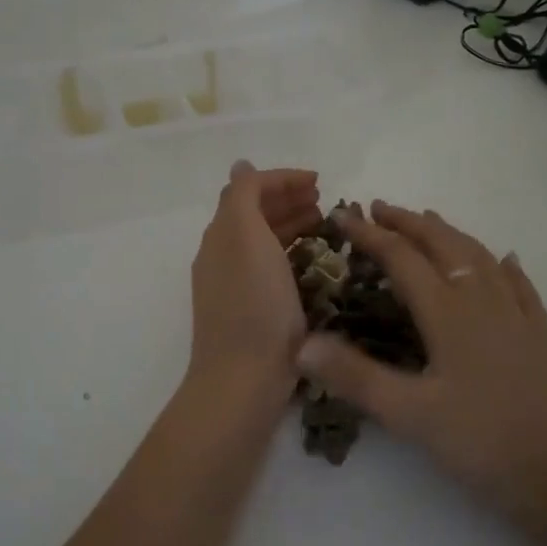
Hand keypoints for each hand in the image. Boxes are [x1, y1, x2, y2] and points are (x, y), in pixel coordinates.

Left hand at [187, 162, 323, 397]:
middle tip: (325, 201)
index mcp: (222, 234)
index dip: (282, 178)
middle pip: (255, 214)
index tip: (320, 180)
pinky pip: (272, 269)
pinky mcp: (252, 312)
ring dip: (292, 224)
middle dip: (288, 200)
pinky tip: (314, 263)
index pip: (248, 189)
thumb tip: (241, 165)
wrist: (243, 380)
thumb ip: (243, 196)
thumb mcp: (244, 237)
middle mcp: (224, 256)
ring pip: (264, 241)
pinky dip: (293, 254)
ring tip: (325, 225)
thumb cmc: (252, 304)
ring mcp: (236, 286)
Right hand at [294, 201, 546, 525]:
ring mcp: (516, 316)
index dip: (369, 234)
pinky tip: (506, 260)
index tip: (341, 215)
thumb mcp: (410, 414)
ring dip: (450, 234)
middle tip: (379, 208)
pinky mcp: (540, 337)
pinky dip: (505, 266)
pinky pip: (521, 287)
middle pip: (442, 245)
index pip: (401, 258)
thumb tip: (301, 344)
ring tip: (430, 220)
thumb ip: (355, 376)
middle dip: (408, 222)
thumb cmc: (484, 442)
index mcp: (447, 312)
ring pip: (480, 257)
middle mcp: (481, 301)